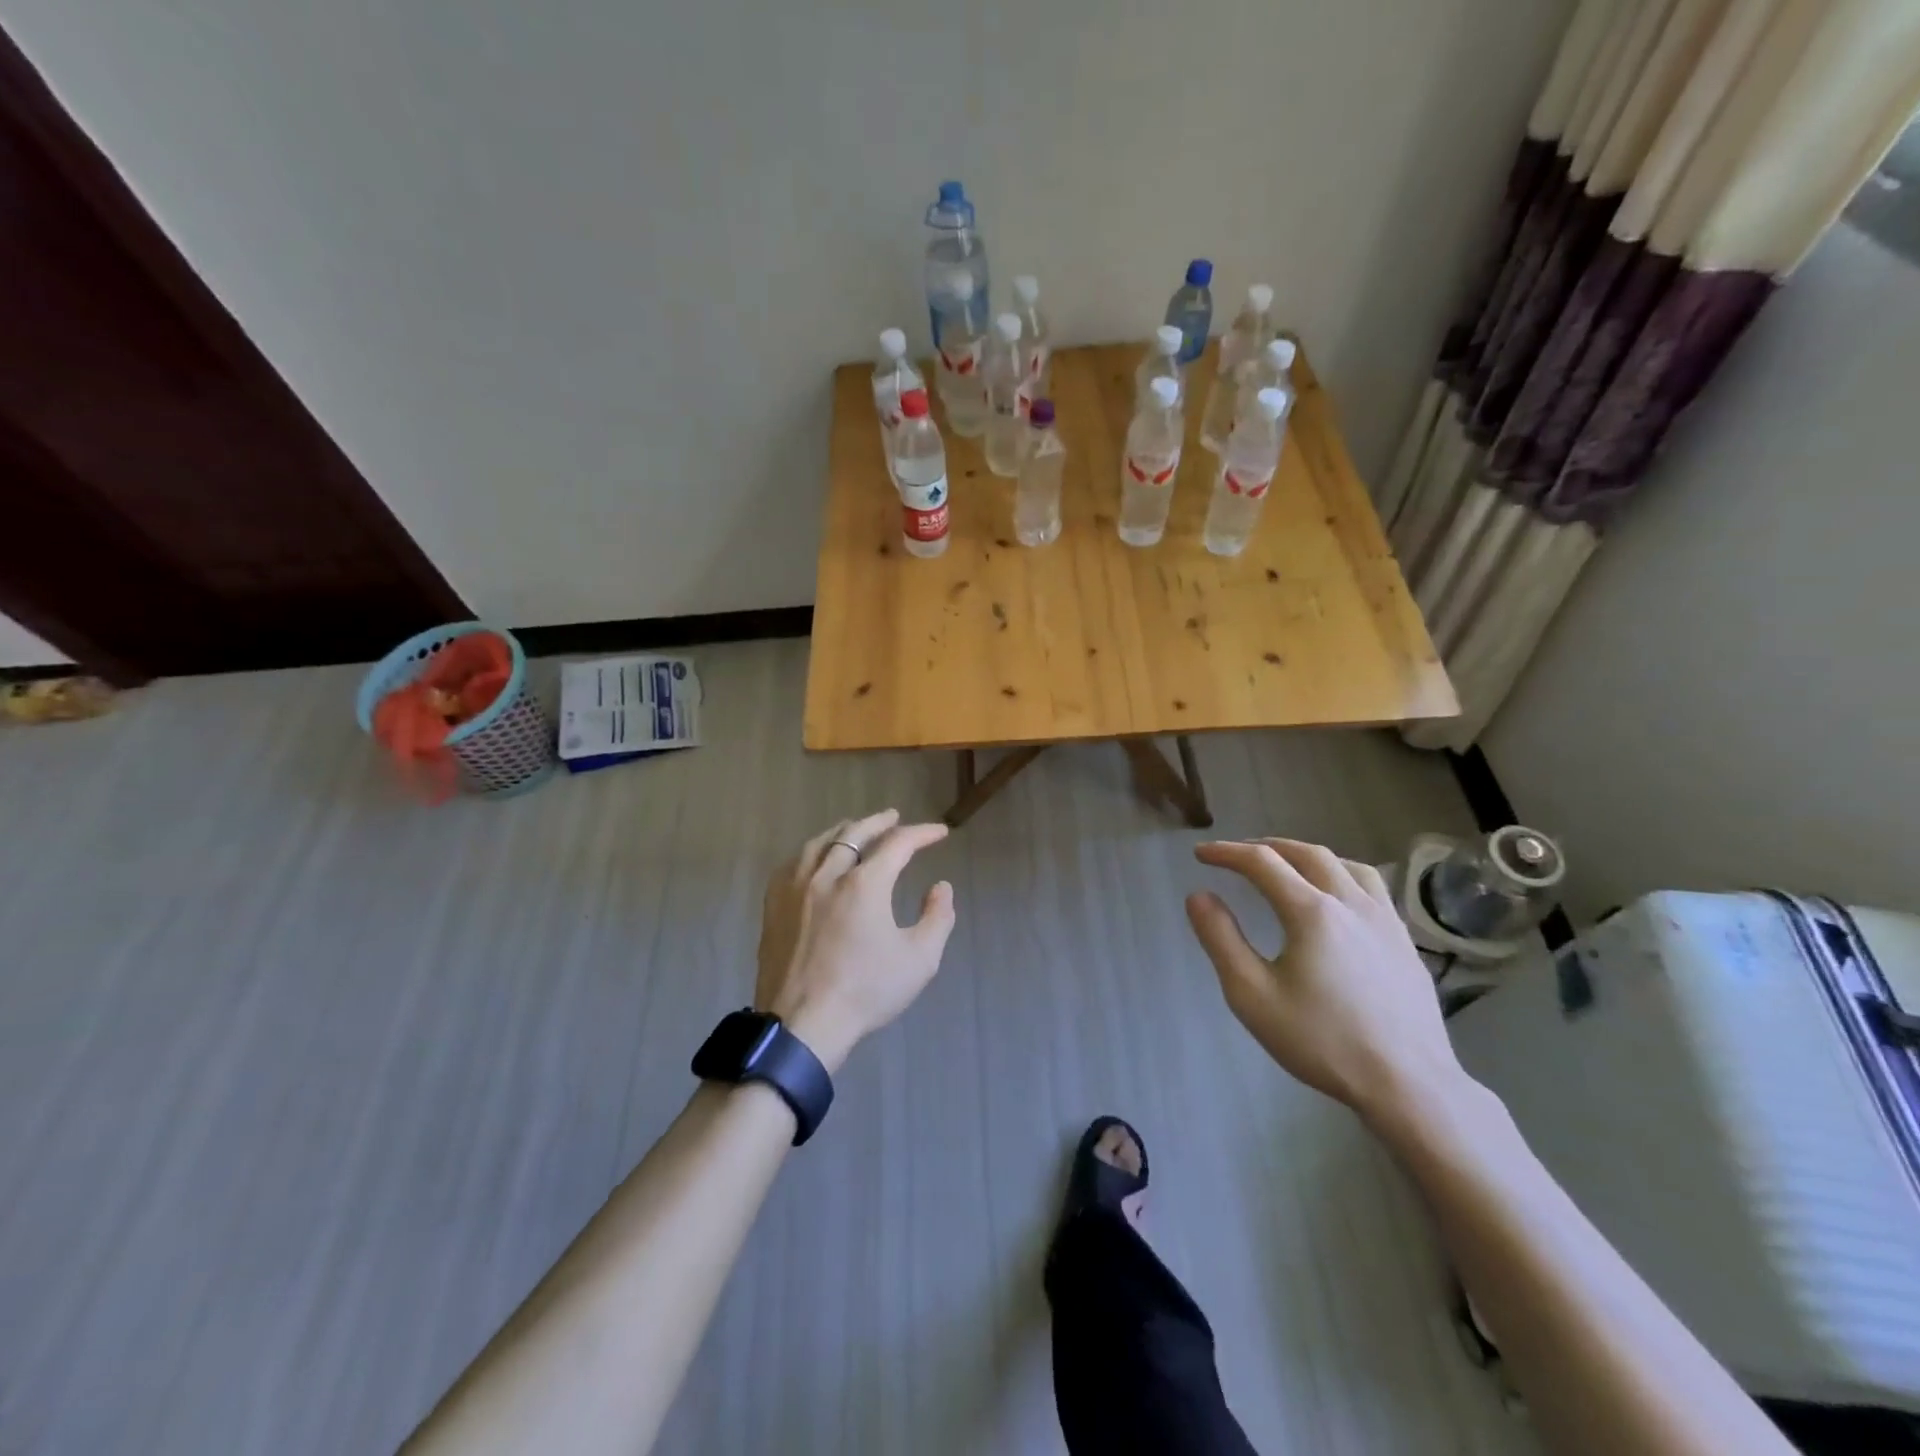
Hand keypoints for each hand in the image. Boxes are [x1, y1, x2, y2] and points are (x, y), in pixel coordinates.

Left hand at [754, 809, 956, 1073]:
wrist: (802, 1024)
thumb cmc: (865, 992)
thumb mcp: (919, 960)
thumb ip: (938, 918)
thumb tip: (941, 888)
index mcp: (864, 884)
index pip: (898, 843)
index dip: (922, 833)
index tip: (939, 833)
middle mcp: (827, 875)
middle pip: (854, 833)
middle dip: (879, 822)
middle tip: (894, 817)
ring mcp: (795, 888)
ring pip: (820, 843)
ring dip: (843, 831)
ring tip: (855, 829)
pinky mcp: (774, 906)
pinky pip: (793, 863)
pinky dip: (812, 851)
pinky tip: (816, 858)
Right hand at [1185, 839, 1465, 1120]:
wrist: (1409, 1085)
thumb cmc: (1323, 1041)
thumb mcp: (1252, 995)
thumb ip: (1222, 940)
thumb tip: (1199, 896)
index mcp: (1312, 912)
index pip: (1262, 862)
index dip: (1227, 852)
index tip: (1201, 854)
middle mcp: (1351, 903)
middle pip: (1307, 854)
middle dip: (1267, 847)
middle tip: (1239, 855)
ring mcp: (1386, 921)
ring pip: (1347, 865)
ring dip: (1309, 856)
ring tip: (1288, 865)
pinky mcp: (1405, 942)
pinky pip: (1372, 888)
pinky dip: (1342, 875)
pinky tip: (1338, 900)